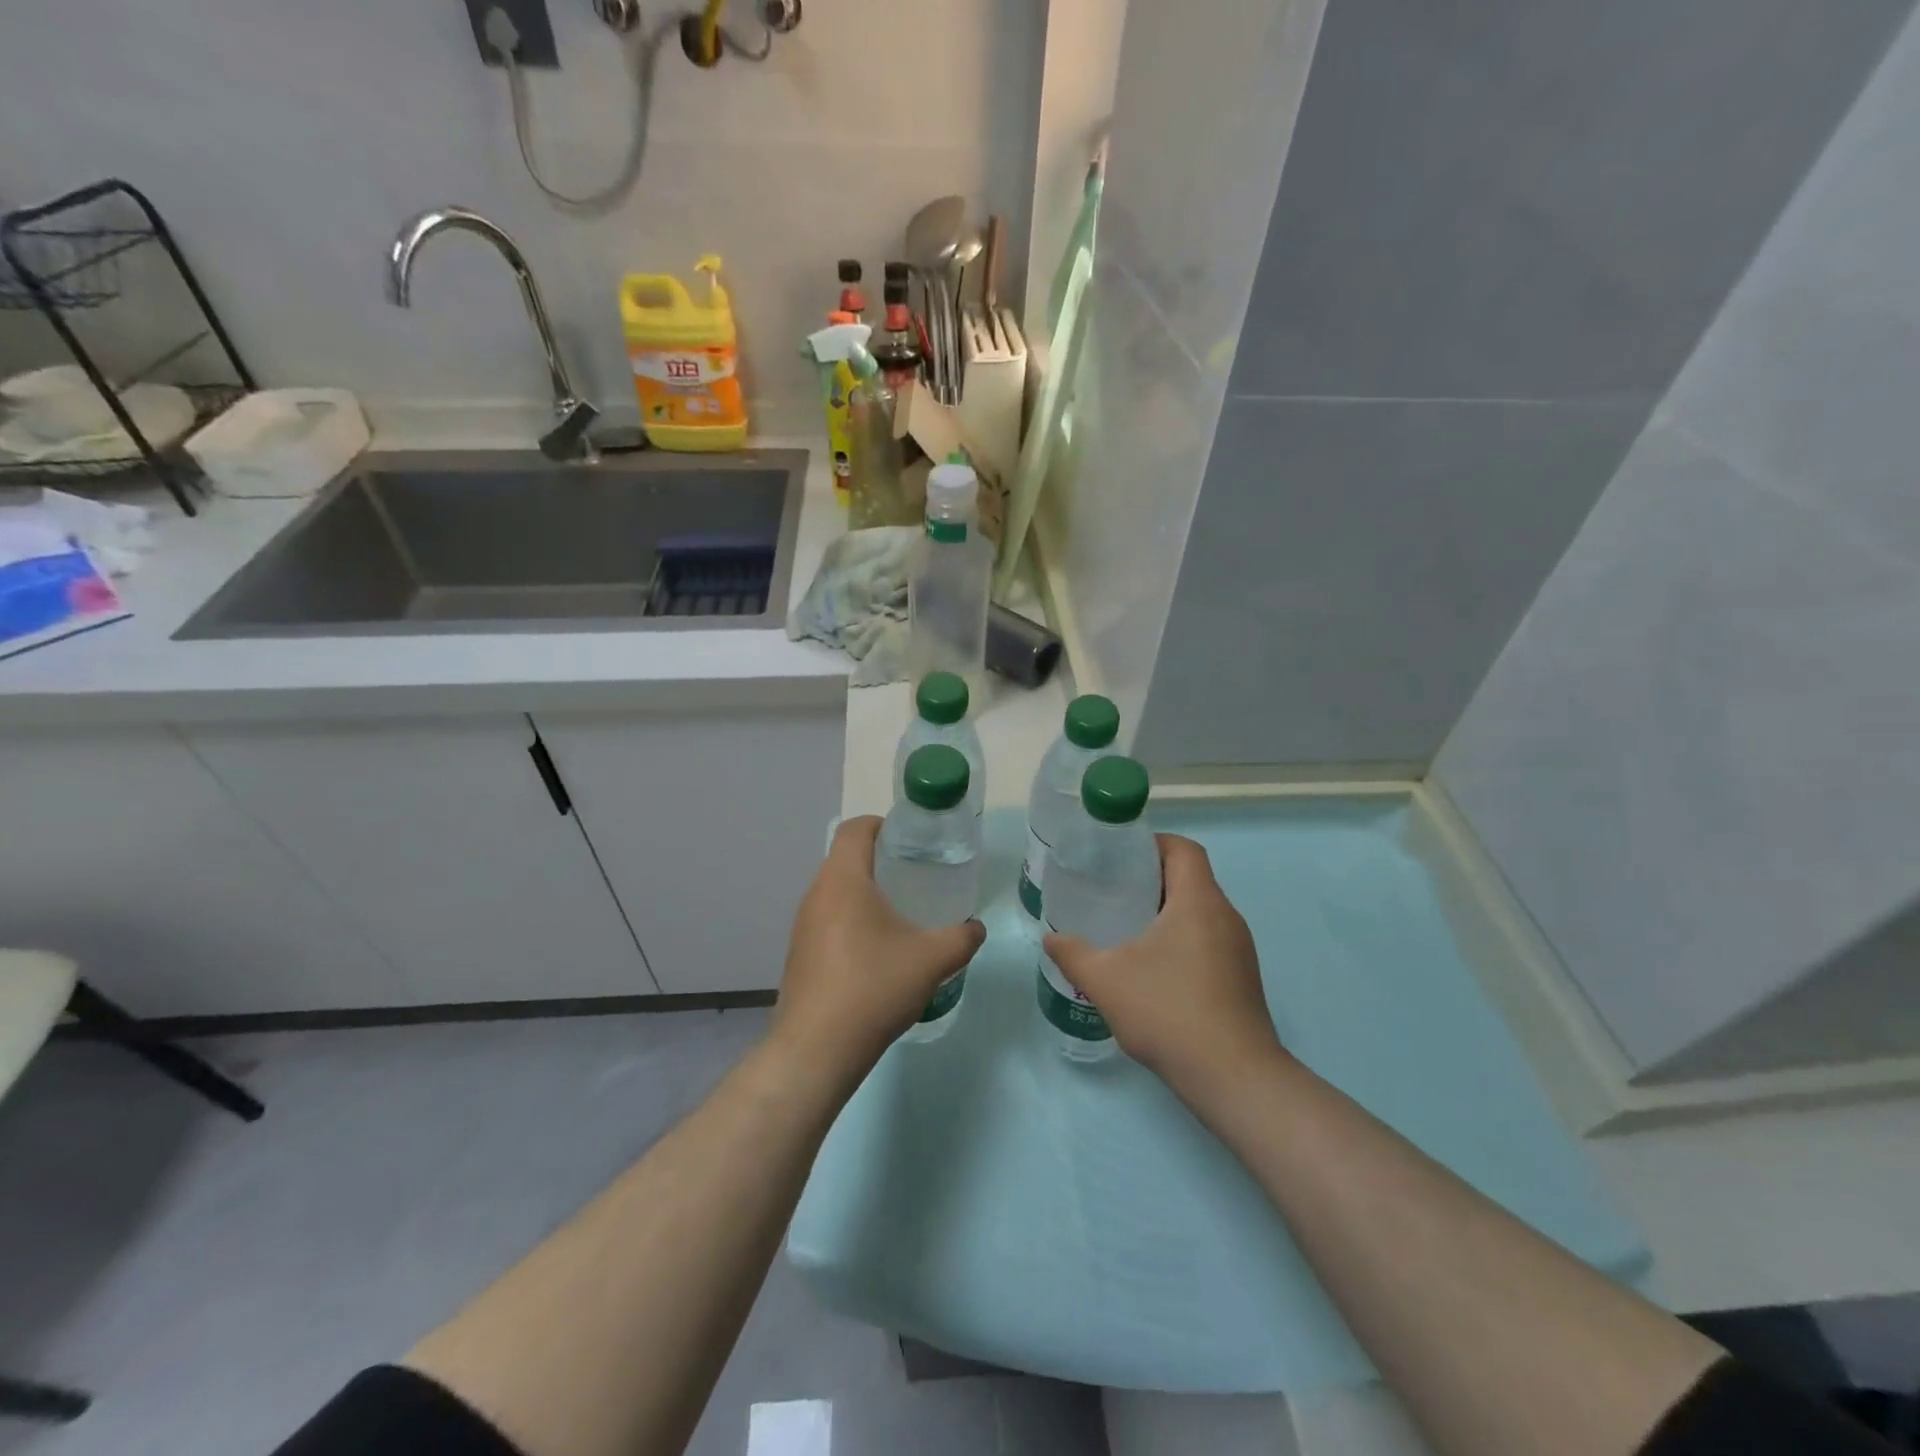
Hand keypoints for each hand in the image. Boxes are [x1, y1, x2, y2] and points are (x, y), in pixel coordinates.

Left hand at [771, 816, 985, 1084]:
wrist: (816, 1050)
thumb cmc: (874, 988)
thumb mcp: (932, 960)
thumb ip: (962, 938)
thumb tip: (975, 928)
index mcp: (842, 880)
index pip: (856, 828)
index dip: (884, 825)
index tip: (912, 841)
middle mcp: (816, 894)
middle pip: (846, 858)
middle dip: (881, 860)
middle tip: (917, 876)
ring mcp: (803, 925)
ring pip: (836, 891)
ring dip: (866, 893)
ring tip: (902, 913)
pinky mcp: (800, 953)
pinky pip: (828, 919)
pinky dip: (852, 920)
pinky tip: (878, 951)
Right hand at [1044, 835, 1286, 1104]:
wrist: (1233, 1078)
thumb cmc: (1169, 1012)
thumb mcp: (1106, 980)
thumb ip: (1072, 953)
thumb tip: (1050, 938)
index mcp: (1199, 902)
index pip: (1183, 849)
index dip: (1151, 843)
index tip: (1118, 856)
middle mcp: (1226, 917)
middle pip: (1190, 878)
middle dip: (1150, 878)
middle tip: (1111, 890)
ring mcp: (1239, 950)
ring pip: (1199, 911)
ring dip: (1165, 911)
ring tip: (1125, 926)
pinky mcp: (1241, 978)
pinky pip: (1207, 939)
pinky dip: (1179, 938)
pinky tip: (1151, 967)